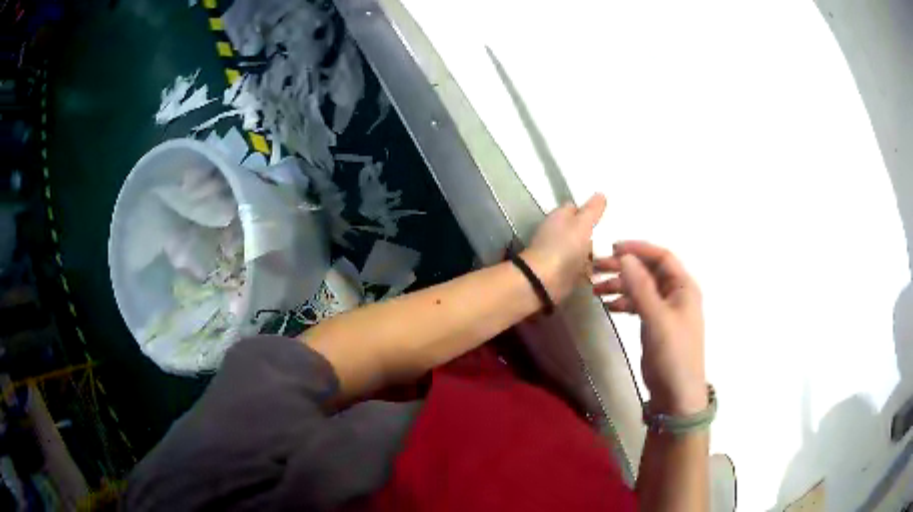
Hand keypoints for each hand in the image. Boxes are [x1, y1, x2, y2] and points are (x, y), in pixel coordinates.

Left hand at [521, 193, 605, 303]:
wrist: (545, 282)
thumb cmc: (564, 247)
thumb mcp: (582, 224)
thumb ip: (592, 210)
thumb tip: (600, 194)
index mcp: (559, 217)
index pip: (574, 207)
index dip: (589, 209)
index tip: (605, 213)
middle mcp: (558, 233)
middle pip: (579, 229)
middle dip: (595, 232)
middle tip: (616, 235)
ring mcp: (561, 254)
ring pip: (582, 249)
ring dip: (596, 252)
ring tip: (618, 253)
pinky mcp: (566, 273)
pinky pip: (583, 268)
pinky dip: (593, 269)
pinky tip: (608, 270)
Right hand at [593, 241, 706, 414]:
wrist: (676, 393)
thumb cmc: (673, 353)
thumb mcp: (657, 318)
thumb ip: (641, 287)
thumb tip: (624, 257)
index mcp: (684, 287)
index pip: (661, 257)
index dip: (638, 249)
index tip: (612, 249)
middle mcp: (676, 294)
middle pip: (648, 271)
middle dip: (623, 268)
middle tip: (595, 268)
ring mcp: (665, 310)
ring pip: (641, 288)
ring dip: (620, 285)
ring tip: (595, 289)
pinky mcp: (656, 325)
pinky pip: (638, 305)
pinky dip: (624, 302)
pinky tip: (608, 306)